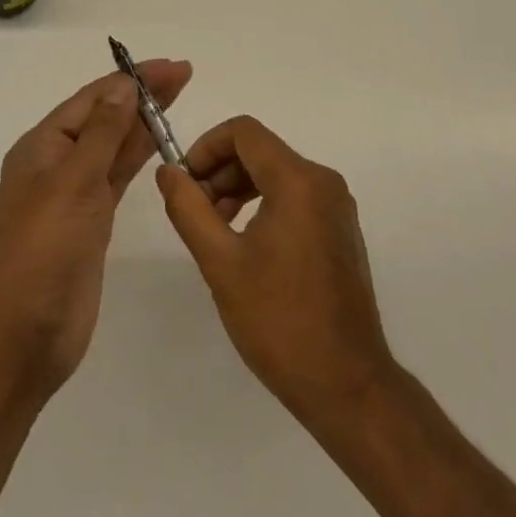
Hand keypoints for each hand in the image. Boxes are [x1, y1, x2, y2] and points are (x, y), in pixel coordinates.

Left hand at [0, 60, 192, 399]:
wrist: (25, 335)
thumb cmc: (44, 249)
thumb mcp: (73, 182)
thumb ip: (103, 133)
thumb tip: (124, 87)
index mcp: (42, 146)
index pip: (93, 99)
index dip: (131, 80)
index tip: (169, 67)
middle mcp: (58, 162)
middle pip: (106, 117)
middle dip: (142, 94)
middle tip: (184, 74)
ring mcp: (75, 192)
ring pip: (115, 145)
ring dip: (145, 121)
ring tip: (179, 96)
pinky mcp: (92, 220)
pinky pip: (119, 175)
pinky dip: (140, 155)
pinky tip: (162, 141)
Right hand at [156, 116, 396, 424]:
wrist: (347, 385)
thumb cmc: (280, 321)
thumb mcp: (221, 264)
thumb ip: (189, 209)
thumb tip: (168, 172)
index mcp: (298, 180)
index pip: (243, 131)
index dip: (206, 147)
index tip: (184, 182)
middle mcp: (323, 180)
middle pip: (260, 150)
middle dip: (221, 171)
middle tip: (195, 211)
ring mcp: (337, 205)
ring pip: (277, 172)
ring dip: (240, 188)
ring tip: (215, 229)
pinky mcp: (341, 228)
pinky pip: (296, 196)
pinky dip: (265, 204)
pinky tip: (246, 244)